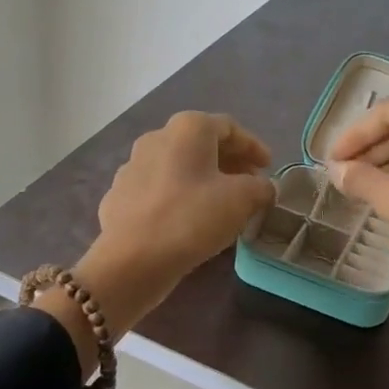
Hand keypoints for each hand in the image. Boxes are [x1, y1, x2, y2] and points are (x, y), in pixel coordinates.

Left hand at [42, 113, 274, 373]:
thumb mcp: (243, 200)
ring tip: (222, 203)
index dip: (253, 146)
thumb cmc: (192, 218)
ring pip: (178, 167)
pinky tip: (190, 220)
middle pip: (201, 144)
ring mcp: (132, 166)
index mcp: (187, 129)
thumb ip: (261, 187)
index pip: (229, 127)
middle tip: (250, 183)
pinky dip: (180, 197)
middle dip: (229, 162)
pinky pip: (159, 190)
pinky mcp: (119, 196)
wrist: (132, 260)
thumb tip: (263, 188)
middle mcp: (157, 138)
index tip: (268, 166)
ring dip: (203, 179)